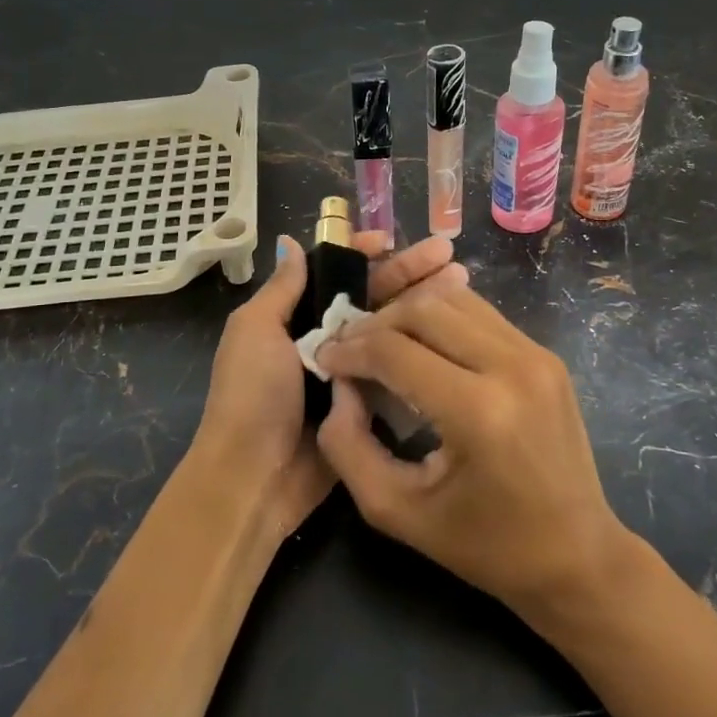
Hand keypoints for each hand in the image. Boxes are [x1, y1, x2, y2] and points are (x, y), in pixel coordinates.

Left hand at [190, 231, 467, 538]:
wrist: (255, 475)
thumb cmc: (252, 394)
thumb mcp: (255, 330)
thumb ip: (281, 289)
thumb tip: (291, 242)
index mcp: (294, 317)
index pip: (334, 274)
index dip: (362, 254)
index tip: (393, 241)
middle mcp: (324, 339)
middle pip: (371, 297)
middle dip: (407, 274)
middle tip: (450, 257)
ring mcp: (348, 374)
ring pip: (390, 331)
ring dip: (423, 308)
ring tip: (463, 285)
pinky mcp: (368, 406)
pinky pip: (397, 372)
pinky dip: (421, 353)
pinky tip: (454, 333)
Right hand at [313, 285, 628, 616]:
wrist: (578, 556)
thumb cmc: (486, 546)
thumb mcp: (398, 511)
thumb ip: (349, 448)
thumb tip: (340, 387)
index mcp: (479, 412)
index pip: (395, 351)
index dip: (349, 350)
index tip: (324, 360)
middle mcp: (512, 367)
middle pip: (423, 310)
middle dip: (375, 324)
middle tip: (349, 349)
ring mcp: (536, 355)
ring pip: (453, 300)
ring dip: (408, 314)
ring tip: (382, 343)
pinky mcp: (545, 355)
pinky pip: (480, 314)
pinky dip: (441, 319)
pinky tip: (423, 346)